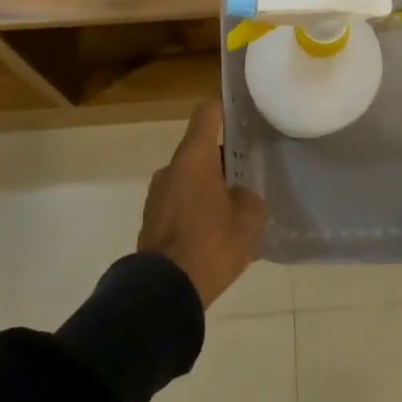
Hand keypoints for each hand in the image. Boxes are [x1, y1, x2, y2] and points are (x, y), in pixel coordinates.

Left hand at [137, 101, 266, 308]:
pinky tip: (216, 233)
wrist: (164, 293)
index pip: (208, 113)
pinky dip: (197, 210)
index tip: (244, 114)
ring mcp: (157, 195)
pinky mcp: (152, 222)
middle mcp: (171, 168)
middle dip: (224, 158)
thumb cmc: (210, 244)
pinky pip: (180, 204)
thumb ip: (248, 196)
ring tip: (234, 209)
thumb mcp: (249, 218)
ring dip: (209, 186)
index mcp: (194, 157)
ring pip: (190, 178)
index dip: (226, 108)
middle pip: (200, 149)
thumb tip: (237, 195)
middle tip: (250, 173)